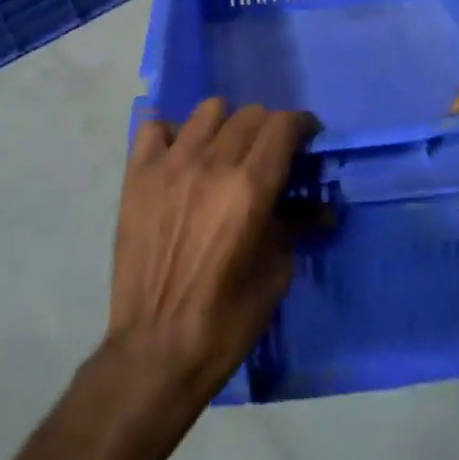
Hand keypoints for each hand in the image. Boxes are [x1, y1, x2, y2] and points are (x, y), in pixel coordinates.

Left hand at [105, 98, 315, 402]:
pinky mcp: (137, 175)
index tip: (307, 139)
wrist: (157, 349)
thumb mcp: (277, 272)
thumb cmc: (227, 319)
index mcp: (250, 188)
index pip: (283, 125)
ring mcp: (170, 165)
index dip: (302, 125)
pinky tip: (181, 158)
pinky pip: (156, 128)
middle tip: (271, 154)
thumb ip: (296, 225)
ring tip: (226, 151)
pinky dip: (174, 134)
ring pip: (208, 110)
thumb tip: (320, 207)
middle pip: (250, 114)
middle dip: (270, 128)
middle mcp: (211, 164)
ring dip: (227, 124)